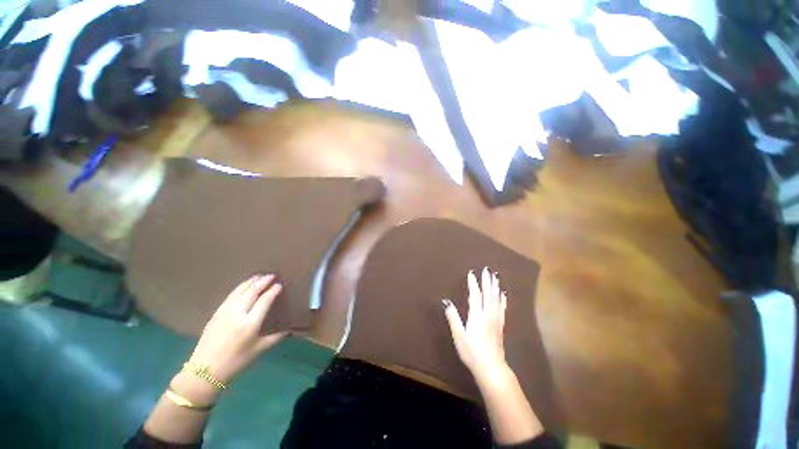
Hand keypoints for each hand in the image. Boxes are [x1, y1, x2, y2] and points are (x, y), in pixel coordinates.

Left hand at [187, 274, 286, 384]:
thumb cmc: (235, 362)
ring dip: (250, 282)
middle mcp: (238, 314)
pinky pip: (230, 296)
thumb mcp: (258, 351)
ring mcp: (224, 312)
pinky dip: (239, 288)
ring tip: (258, 276)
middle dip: (263, 281)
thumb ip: (275, 338)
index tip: (279, 284)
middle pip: (252, 292)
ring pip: (239, 291)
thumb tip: (288, 331)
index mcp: (250, 324)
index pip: (264, 300)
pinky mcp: (216, 314)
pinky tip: (242, 286)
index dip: (273, 291)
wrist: (204, 372)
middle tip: (271, 275)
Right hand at [443, 267, 509, 384]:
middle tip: (487, 269)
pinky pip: (502, 307)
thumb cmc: (471, 352)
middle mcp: (488, 314)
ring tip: (496, 276)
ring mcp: (496, 319)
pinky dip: (503, 299)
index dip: (473, 283)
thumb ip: (453, 317)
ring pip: (497, 299)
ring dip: (495, 286)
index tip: (472, 273)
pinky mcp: (501, 325)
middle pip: (488, 293)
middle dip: (487, 280)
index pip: (475, 295)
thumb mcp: (459, 335)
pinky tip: (503, 294)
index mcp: (477, 315)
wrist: (491, 367)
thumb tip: (446, 301)